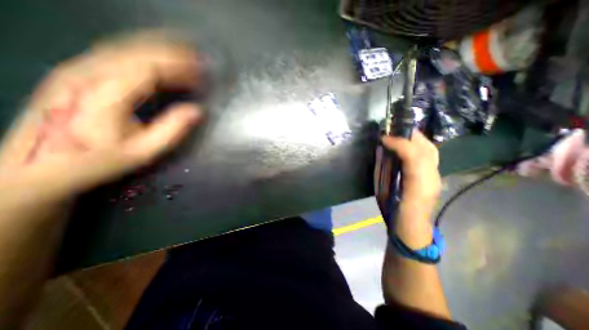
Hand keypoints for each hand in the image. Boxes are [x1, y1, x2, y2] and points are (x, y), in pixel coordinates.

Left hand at [0, 35, 204, 205]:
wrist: (37, 167)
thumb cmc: (98, 160)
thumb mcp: (143, 151)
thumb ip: (172, 130)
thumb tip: (198, 111)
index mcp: (108, 93)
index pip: (150, 68)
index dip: (180, 66)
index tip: (202, 70)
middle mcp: (90, 72)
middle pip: (138, 52)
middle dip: (174, 52)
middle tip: (199, 57)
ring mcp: (78, 68)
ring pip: (125, 46)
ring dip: (159, 46)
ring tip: (184, 51)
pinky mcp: (76, 71)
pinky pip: (115, 52)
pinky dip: (142, 50)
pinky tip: (157, 55)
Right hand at [383, 130, 441, 216]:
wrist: (411, 228)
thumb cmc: (397, 212)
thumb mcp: (387, 194)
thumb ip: (384, 172)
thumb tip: (382, 151)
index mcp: (420, 181)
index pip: (415, 155)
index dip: (399, 143)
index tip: (383, 138)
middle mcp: (431, 175)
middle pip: (427, 149)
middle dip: (410, 136)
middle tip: (392, 130)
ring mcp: (433, 176)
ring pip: (429, 151)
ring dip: (414, 139)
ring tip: (398, 135)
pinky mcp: (430, 177)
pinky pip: (427, 156)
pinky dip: (416, 147)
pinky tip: (405, 147)